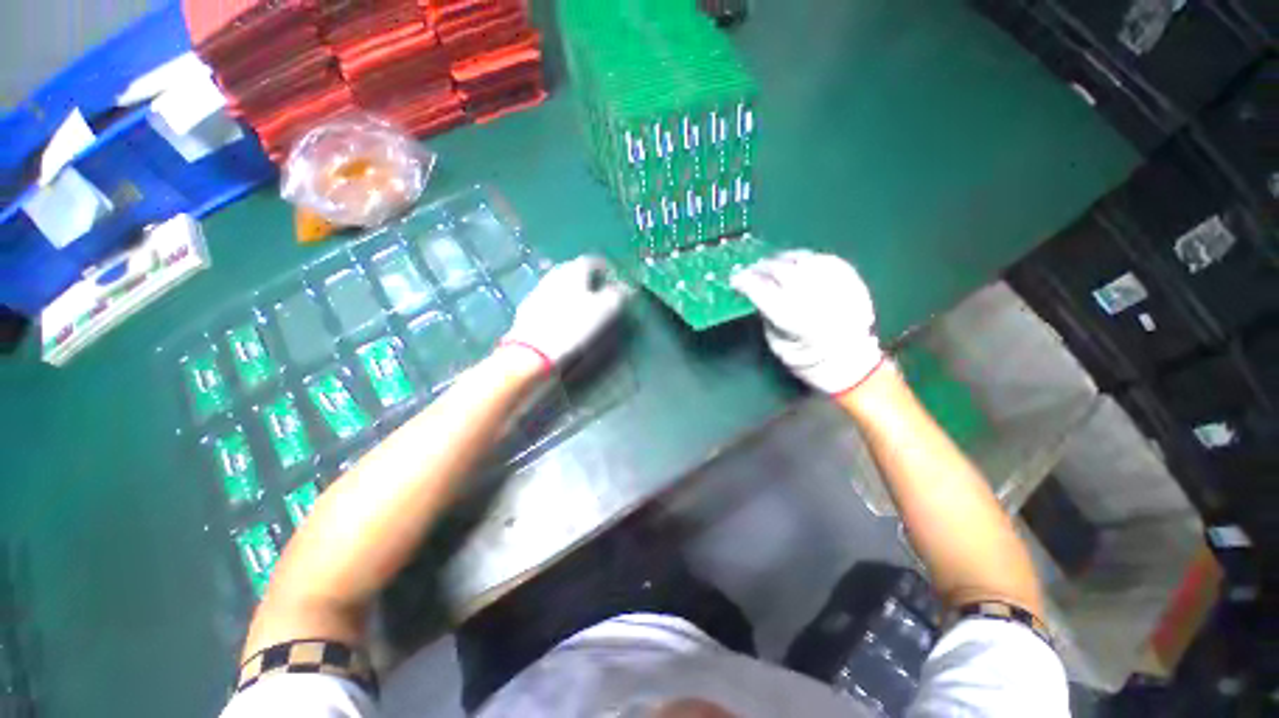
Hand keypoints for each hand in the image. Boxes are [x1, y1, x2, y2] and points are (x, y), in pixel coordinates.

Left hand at [501, 255, 630, 370]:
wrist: (535, 350)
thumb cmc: (575, 326)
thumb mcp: (605, 310)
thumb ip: (618, 294)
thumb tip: (626, 287)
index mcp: (573, 271)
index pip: (591, 261)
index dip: (604, 267)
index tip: (611, 275)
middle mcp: (554, 275)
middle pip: (571, 269)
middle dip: (585, 276)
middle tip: (596, 286)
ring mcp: (538, 290)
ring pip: (558, 283)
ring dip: (570, 288)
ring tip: (579, 300)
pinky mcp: (528, 308)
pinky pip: (547, 297)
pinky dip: (558, 301)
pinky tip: (560, 313)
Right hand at [731, 250, 883, 394]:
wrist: (848, 362)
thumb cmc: (805, 359)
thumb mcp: (777, 343)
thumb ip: (767, 315)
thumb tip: (757, 290)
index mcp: (793, 321)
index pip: (762, 292)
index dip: (745, 282)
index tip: (736, 280)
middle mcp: (815, 300)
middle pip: (781, 271)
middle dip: (762, 268)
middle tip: (753, 270)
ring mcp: (836, 288)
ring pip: (803, 260)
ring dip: (784, 259)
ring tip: (774, 264)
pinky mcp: (852, 281)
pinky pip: (826, 260)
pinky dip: (808, 259)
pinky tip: (799, 265)